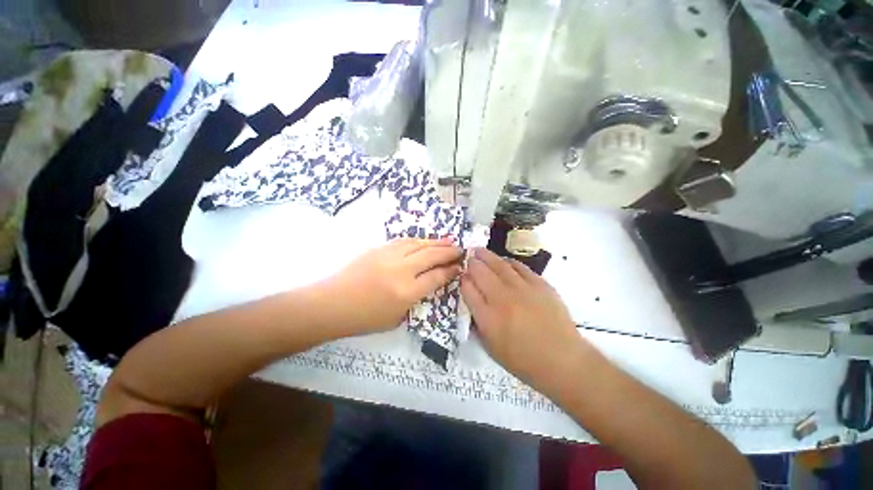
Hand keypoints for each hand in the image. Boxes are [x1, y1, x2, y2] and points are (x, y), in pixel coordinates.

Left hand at [315, 238, 461, 336]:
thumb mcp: (396, 318)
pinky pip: (404, 241)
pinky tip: (425, 241)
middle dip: (449, 252)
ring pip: (419, 244)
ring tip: (449, 241)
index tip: (459, 267)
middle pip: (431, 256)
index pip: (436, 277)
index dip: (450, 271)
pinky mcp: (379, 248)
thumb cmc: (363, 318)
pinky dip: (419, 240)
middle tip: (460, 249)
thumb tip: (429, 282)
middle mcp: (401, 270)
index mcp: (406, 292)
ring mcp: (389, 256)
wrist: (331, 304)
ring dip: (436, 242)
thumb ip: (415, 299)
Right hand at [461, 248, 593, 395]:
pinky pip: (519, 267)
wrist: (562, 359)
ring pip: (499, 265)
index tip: (462, 276)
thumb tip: (472, 302)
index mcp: (487, 317)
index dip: (463, 280)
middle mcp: (501, 299)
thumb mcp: (491, 348)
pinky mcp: (539, 284)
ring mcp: (522, 289)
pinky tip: (503, 261)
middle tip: (468, 257)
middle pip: (480, 272)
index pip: (468, 289)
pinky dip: (508, 262)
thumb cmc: (523, 360)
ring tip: (479, 251)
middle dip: (471, 263)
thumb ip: (477, 323)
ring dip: (486, 256)